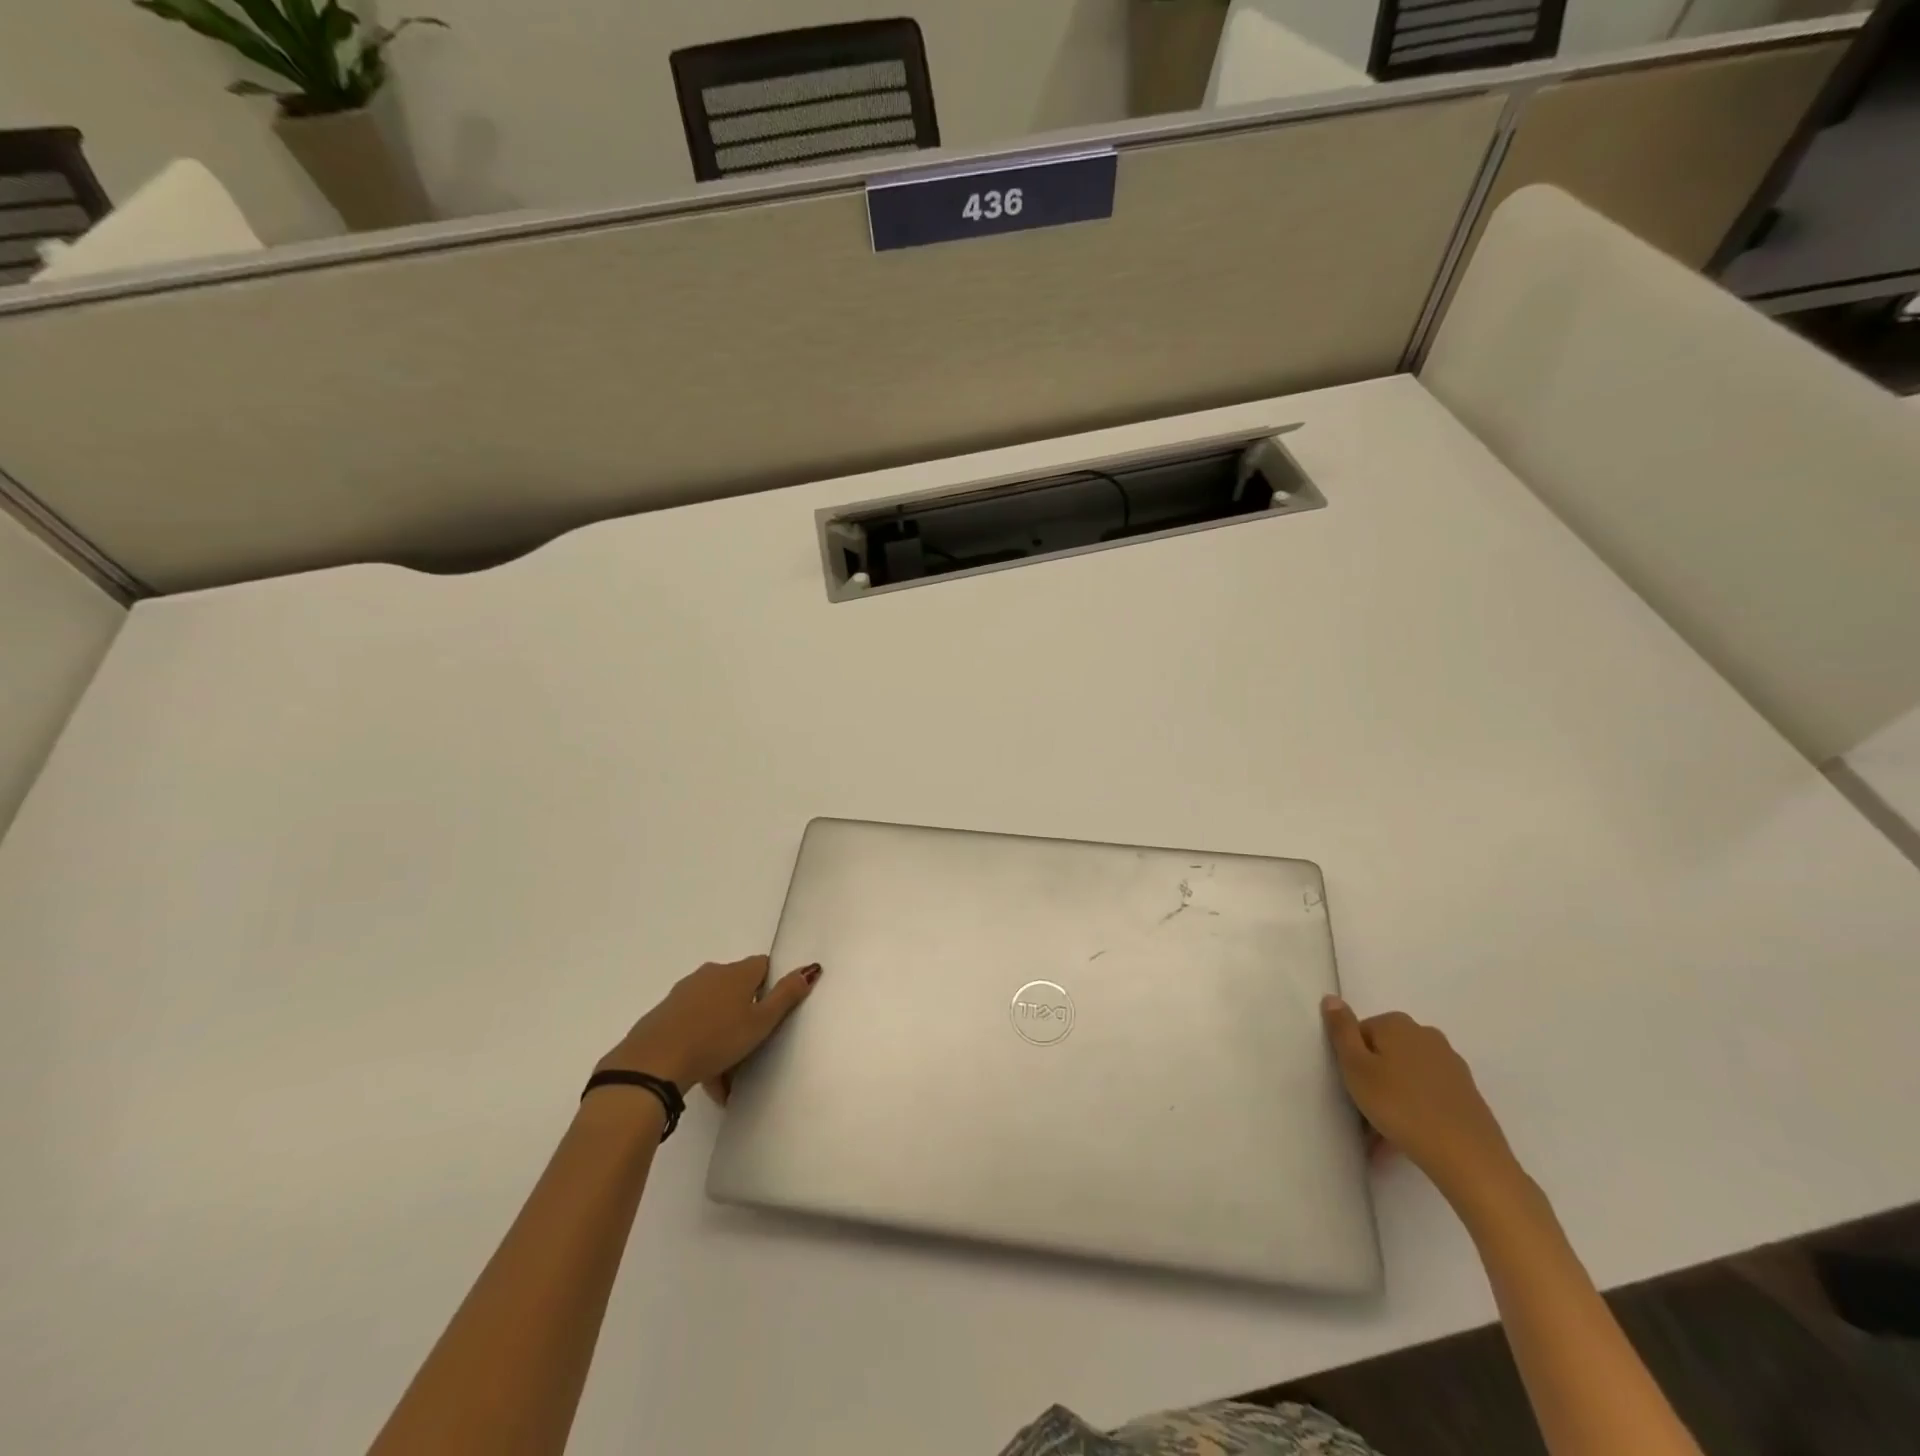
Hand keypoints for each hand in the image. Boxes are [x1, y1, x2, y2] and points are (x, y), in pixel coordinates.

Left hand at [599, 956, 819, 1103]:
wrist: (654, 1063)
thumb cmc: (717, 1039)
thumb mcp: (761, 1022)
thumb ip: (787, 995)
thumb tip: (811, 968)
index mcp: (736, 973)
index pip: (762, 966)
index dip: (770, 986)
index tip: (772, 1014)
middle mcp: (710, 975)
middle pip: (736, 991)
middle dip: (745, 1017)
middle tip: (752, 1050)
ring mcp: (683, 994)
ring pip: (714, 1013)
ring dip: (723, 1037)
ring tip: (727, 1079)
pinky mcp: (663, 1015)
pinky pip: (692, 1028)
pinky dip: (701, 1046)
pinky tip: (704, 1079)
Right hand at [1321, 996, 1522, 1207]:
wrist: (1468, 1158)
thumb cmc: (1400, 1106)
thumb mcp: (1355, 1067)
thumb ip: (1341, 1030)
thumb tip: (1331, 998)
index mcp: (1397, 1025)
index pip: (1360, 1033)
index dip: (1351, 1061)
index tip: (1351, 1088)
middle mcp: (1427, 1036)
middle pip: (1385, 1053)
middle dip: (1372, 1079)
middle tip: (1363, 1112)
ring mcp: (1451, 1065)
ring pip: (1406, 1077)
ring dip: (1391, 1098)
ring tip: (1381, 1135)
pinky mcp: (1466, 1094)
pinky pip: (1427, 1096)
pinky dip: (1414, 1111)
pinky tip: (1405, 1139)